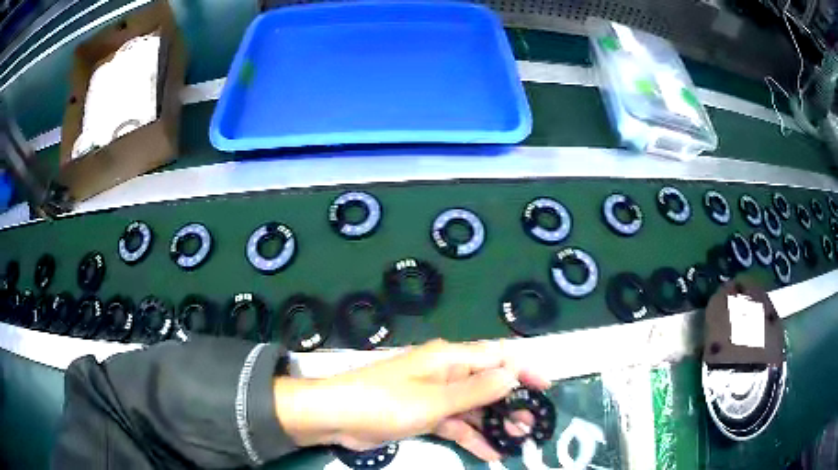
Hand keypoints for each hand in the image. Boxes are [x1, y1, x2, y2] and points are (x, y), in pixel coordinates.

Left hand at [273, 339, 549, 460]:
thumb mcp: (435, 399)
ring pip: (475, 407)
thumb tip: (514, 374)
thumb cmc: (386, 402)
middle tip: (532, 425)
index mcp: (450, 358)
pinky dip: (472, 437)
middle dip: (511, 403)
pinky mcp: (425, 415)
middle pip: (488, 384)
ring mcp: (435, 396)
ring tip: (518, 440)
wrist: (338, 417)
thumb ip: (476, 389)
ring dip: (495, 422)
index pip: (497, 357)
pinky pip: (456, 424)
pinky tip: (490, 453)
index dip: (523, 370)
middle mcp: (446, 373)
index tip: (545, 388)